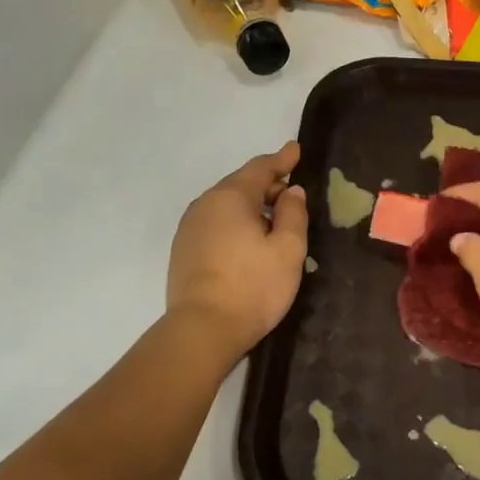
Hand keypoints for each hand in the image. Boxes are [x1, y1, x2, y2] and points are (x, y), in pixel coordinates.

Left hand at [168, 142, 308, 359]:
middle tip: (292, 195)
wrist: (203, 329)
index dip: (282, 159)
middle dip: (268, 186)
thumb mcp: (288, 250)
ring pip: (226, 207)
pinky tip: (248, 243)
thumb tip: (291, 192)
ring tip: (273, 221)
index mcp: (231, 197)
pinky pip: (215, 225)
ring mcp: (189, 228)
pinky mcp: (183, 251)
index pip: (260, 168)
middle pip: (241, 186)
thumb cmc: (253, 287)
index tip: (296, 150)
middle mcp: (205, 205)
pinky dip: (235, 225)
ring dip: (251, 208)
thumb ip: (293, 214)